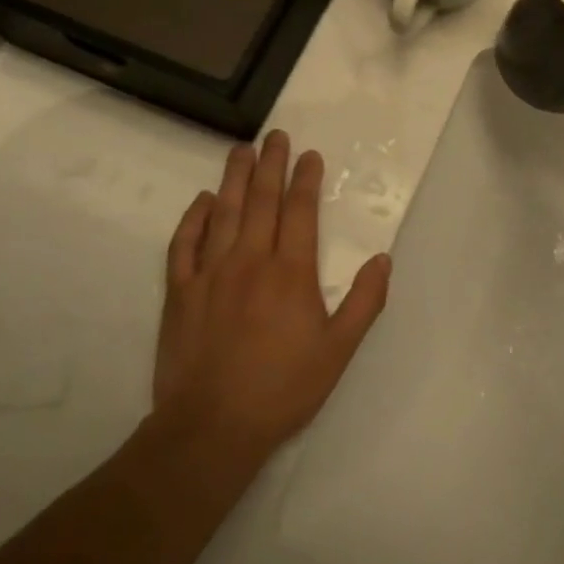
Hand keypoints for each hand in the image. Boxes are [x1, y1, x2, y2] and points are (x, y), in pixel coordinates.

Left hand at [147, 132, 389, 468]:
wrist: (211, 427)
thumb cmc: (282, 389)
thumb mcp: (338, 351)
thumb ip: (365, 302)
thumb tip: (383, 258)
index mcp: (290, 272)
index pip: (300, 211)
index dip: (306, 179)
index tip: (310, 155)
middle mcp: (250, 260)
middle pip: (262, 200)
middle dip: (272, 164)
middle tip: (276, 135)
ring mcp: (210, 274)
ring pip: (224, 213)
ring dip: (234, 178)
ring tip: (241, 150)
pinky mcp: (180, 293)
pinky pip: (184, 245)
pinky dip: (193, 219)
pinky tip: (201, 201)